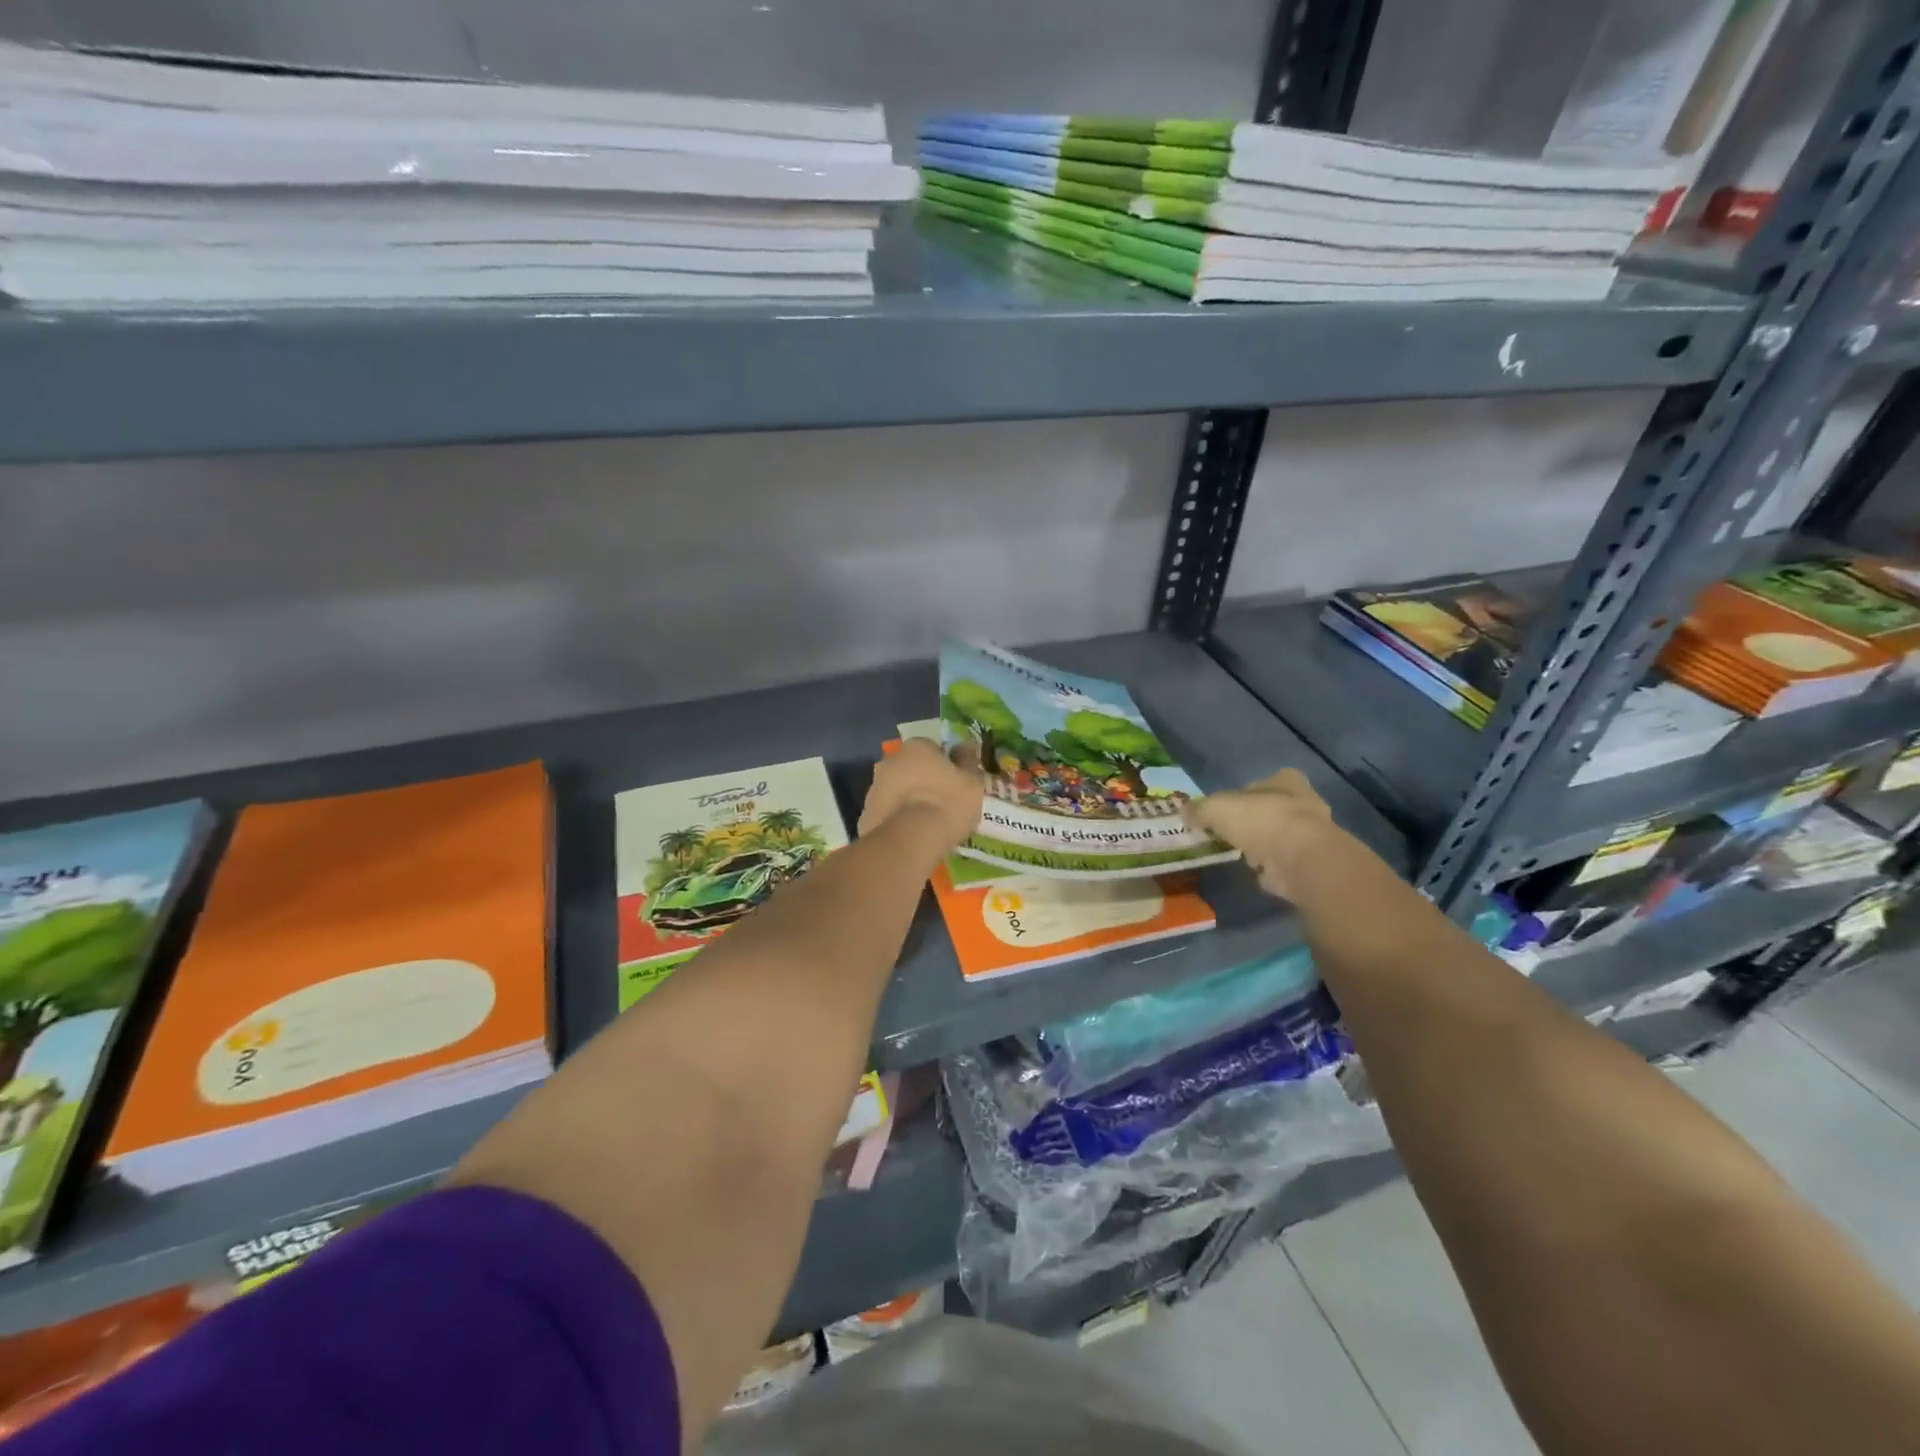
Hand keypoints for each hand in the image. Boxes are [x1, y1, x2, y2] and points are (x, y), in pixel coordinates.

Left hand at [860, 739, 982, 855]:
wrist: (910, 840)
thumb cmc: (947, 804)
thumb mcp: (972, 782)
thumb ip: (969, 762)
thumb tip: (966, 747)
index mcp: (917, 747)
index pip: (933, 748)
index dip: (945, 765)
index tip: (954, 782)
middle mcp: (890, 761)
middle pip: (910, 767)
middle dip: (922, 780)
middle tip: (940, 802)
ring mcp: (874, 788)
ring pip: (896, 790)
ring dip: (907, 799)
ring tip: (925, 823)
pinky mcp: (865, 814)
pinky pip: (887, 813)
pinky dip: (896, 820)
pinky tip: (910, 835)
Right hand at [1186, 767, 1337, 901]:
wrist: (1300, 859)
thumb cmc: (1260, 820)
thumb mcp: (1216, 808)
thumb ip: (1200, 809)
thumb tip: (1184, 812)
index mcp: (1285, 781)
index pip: (1261, 783)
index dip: (1241, 796)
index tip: (1225, 811)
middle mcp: (1304, 803)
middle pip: (1271, 810)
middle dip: (1253, 822)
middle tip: (1230, 834)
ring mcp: (1312, 835)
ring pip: (1279, 837)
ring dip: (1262, 847)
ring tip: (1239, 855)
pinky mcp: (1312, 863)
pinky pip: (1284, 863)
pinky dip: (1271, 869)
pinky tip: (1254, 873)